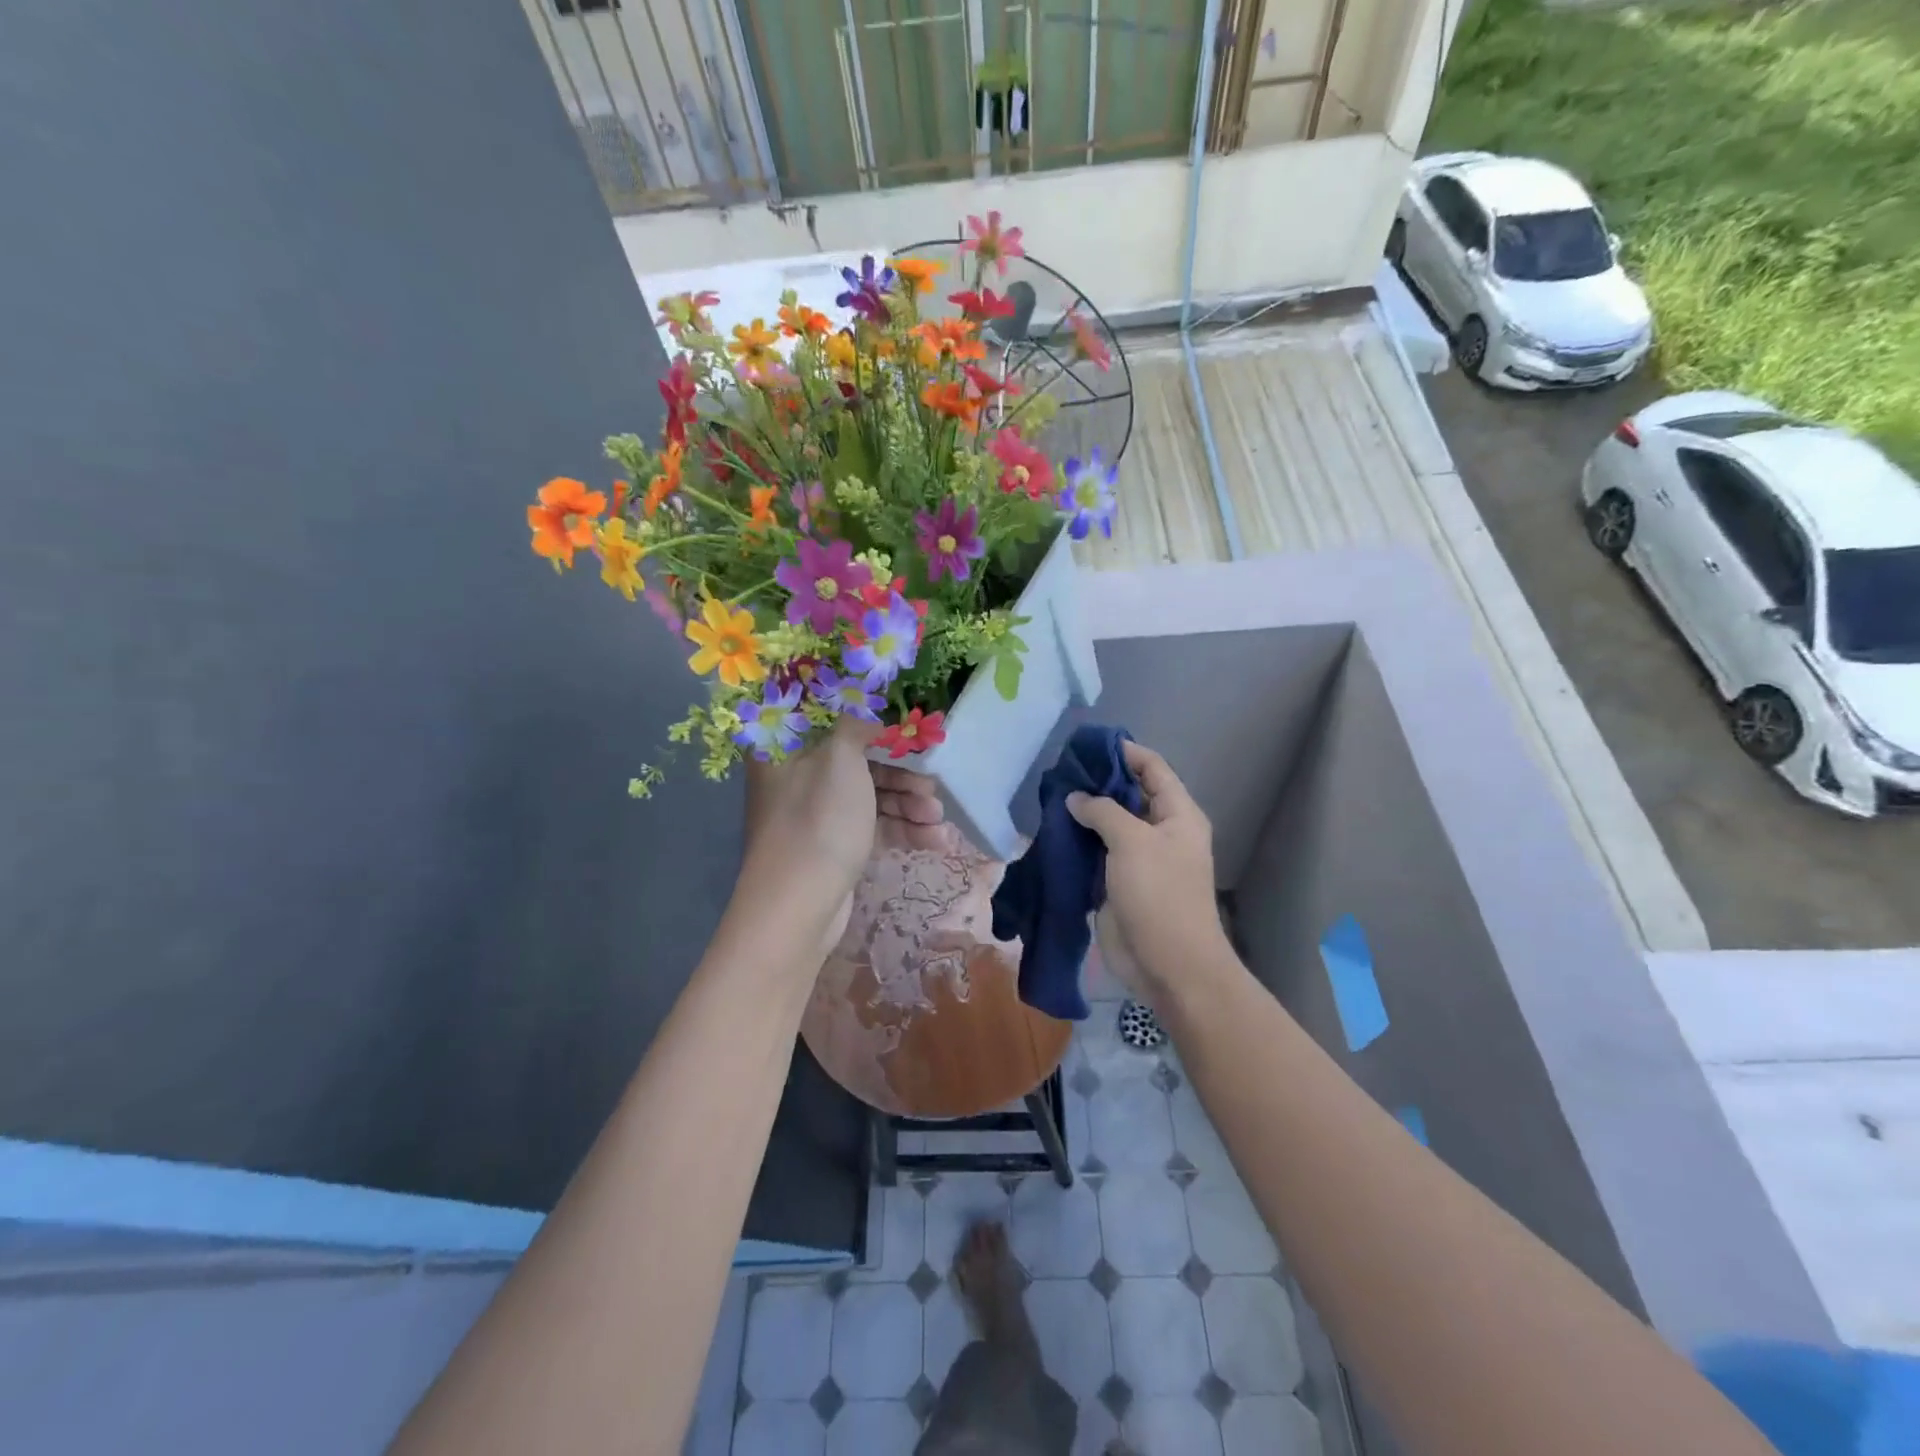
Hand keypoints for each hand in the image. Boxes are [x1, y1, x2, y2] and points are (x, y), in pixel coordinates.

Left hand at [738, 725, 949, 955]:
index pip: (831, 720)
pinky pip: (872, 826)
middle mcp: (798, 777)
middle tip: (932, 785)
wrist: (799, 907)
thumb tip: (869, 710)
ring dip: (908, 804)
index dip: (870, 722)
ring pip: (870, 796)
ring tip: (938, 819)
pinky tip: (937, 841)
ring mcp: (816, 814)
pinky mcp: (835, 845)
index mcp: (786, 748)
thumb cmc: (818, 820)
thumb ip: (858, 725)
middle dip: (902, 774)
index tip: (906, 728)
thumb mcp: (840, 758)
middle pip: (858, 761)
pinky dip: (902, 830)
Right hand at [1066, 740, 1226, 1003]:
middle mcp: (1159, 831)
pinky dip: (1076, 841)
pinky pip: (1095, 853)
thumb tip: (1077, 798)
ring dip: (1083, 812)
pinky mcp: (1116, 882)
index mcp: (1177, 814)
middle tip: (1060, 770)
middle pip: (1128, 794)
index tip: (1088, 744)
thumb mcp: (1132, 841)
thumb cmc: (1159, 894)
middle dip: (1097, 782)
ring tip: (1050, 796)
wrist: (1167, 964)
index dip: (1124, 752)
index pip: (1152, 768)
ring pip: (1108, 824)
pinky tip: (1051, 830)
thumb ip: (1103, 811)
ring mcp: (1137, 858)